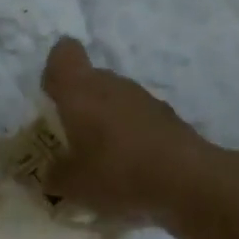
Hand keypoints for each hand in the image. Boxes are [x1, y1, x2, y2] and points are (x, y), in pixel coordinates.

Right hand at [41, 38, 213, 224]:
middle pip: (90, 78)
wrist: (188, 182)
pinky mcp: (169, 117)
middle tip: (72, 137)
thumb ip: (54, 176)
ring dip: (107, 120)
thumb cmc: (117, 173)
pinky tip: (132, 167)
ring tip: (103, 158)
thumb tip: (50, 175)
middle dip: (79, 103)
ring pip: (116, 99)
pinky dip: (131, 135)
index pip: (63, 53)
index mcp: (80, 90)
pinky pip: (139, 118)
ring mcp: (144, 98)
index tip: (52, 96)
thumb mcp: (73, 185)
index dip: (55, 70)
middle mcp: (111, 84)